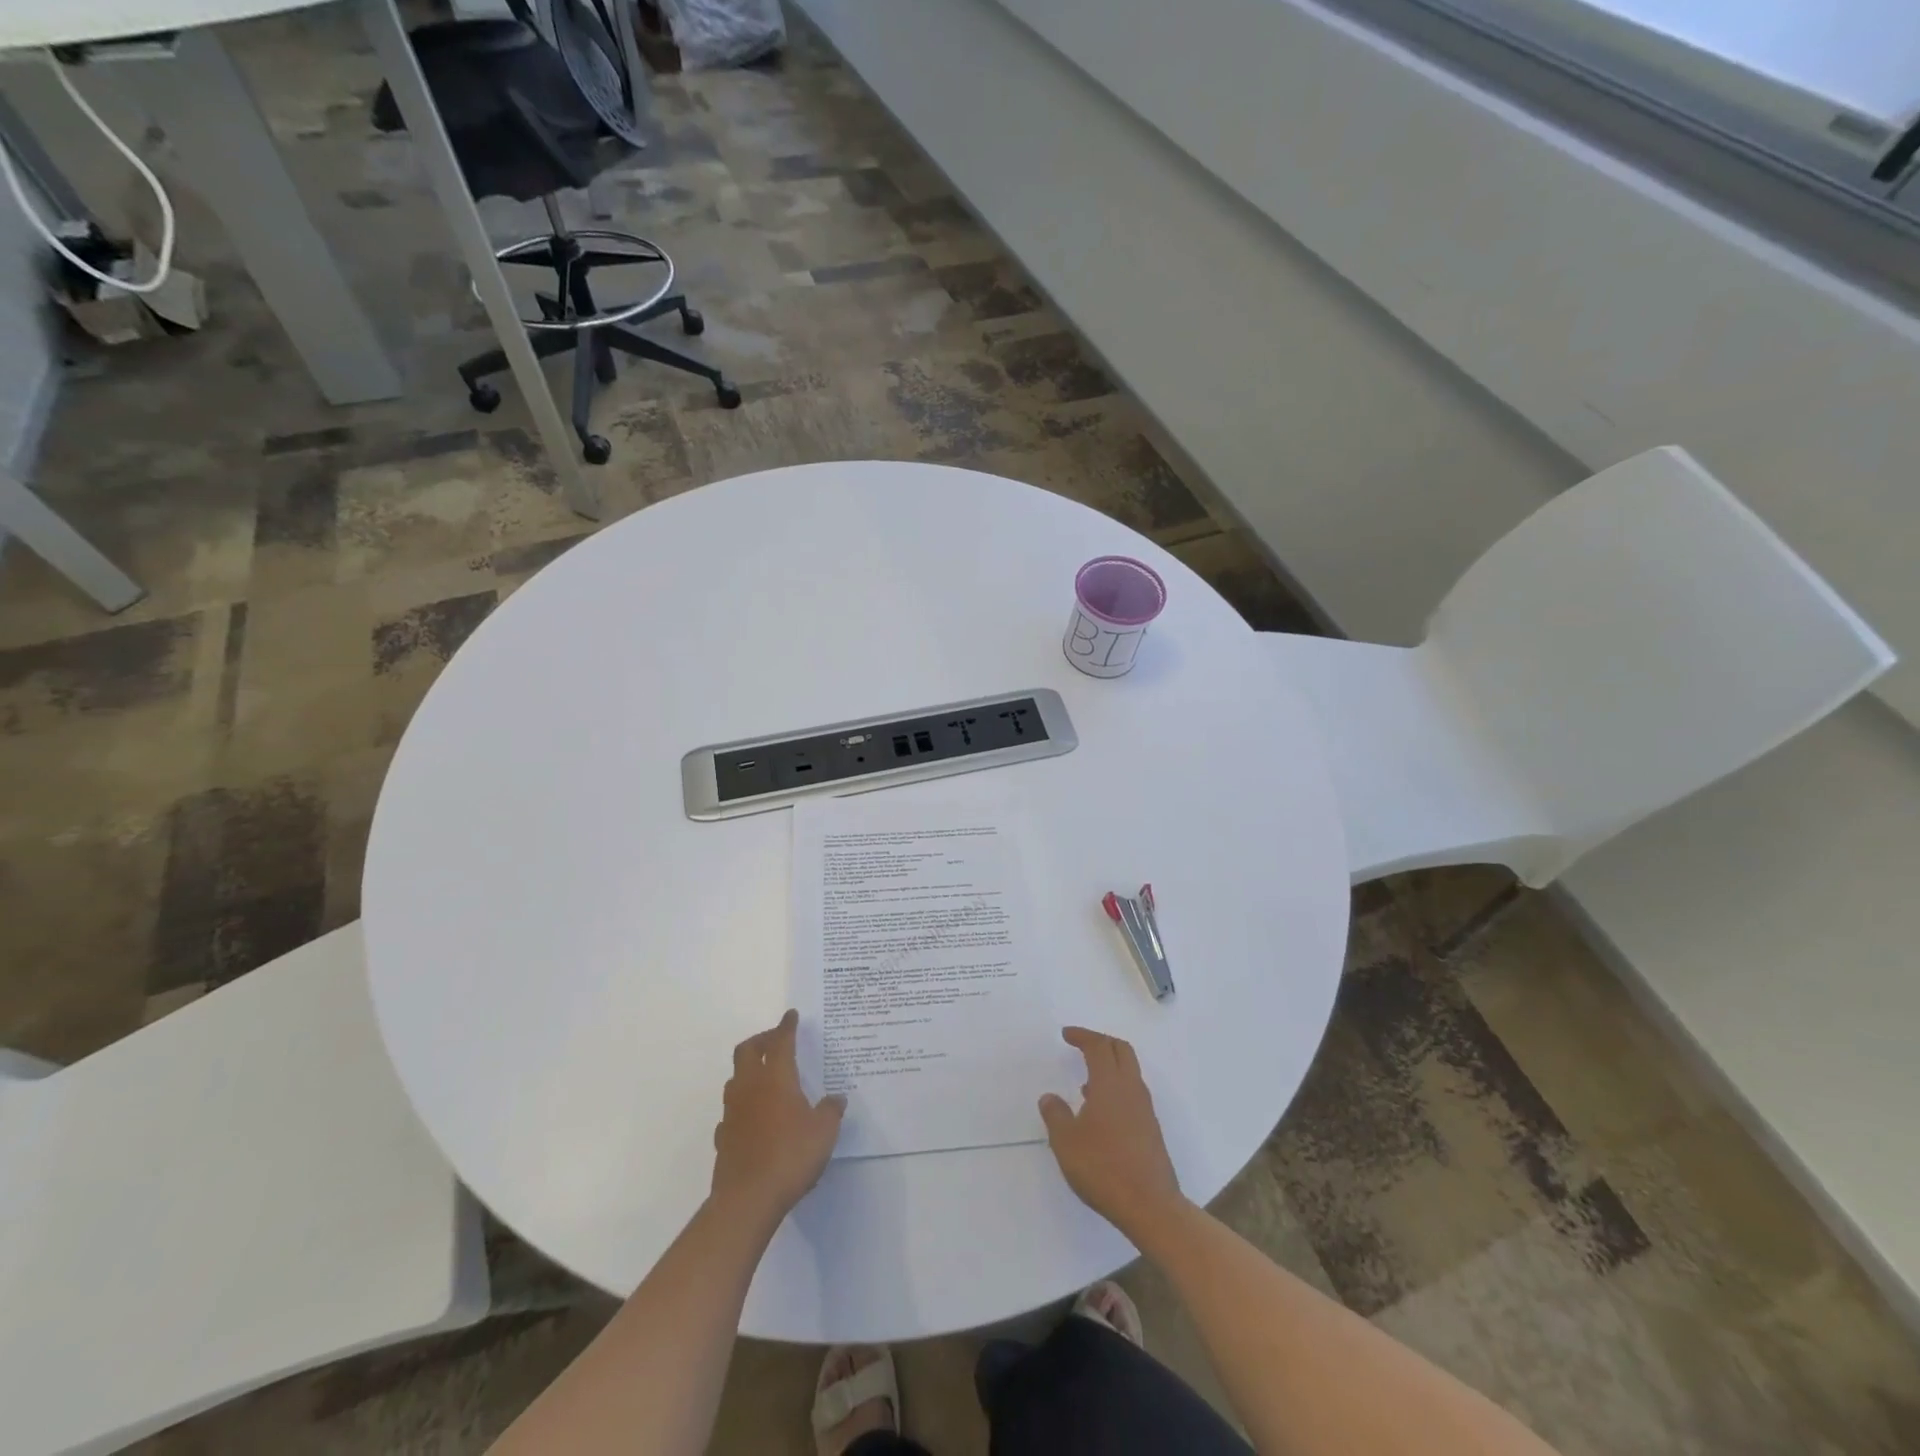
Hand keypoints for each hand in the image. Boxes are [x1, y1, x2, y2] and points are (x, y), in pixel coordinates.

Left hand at [710, 1010, 845, 1229]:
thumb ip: (831, 1111)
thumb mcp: (824, 1132)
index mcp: (775, 1078)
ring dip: (749, 1071)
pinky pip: (731, 1112)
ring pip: (735, 1079)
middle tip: (776, 1042)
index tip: (791, 1015)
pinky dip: (742, 1106)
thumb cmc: (790, 1156)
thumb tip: (836, 1099)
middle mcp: (750, 1087)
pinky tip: (754, 1118)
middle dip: (761, 1040)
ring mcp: (732, 1112)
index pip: (780, 1042)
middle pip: (747, 1051)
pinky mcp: (723, 1137)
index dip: (786, 1026)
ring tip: (767, 1079)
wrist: (747, 1199)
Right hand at [1039, 1027, 1186, 1242]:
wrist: (1150, 1206)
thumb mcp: (1066, 1142)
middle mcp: (1131, 1088)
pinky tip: (1100, 1112)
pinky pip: (1132, 1093)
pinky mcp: (1150, 1129)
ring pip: (1129, 1071)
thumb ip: (1055, 1115)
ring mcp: (1145, 1109)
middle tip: (1081, 1045)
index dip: (1082, 1035)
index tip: (1066, 1034)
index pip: (1098, 1046)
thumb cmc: (1103, 1168)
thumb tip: (1050, 1097)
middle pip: (1121, 1050)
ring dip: (1110, 1066)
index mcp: (1110, 1083)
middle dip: (1100, 1042)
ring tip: (1085, 1082)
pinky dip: (1116, 1088)